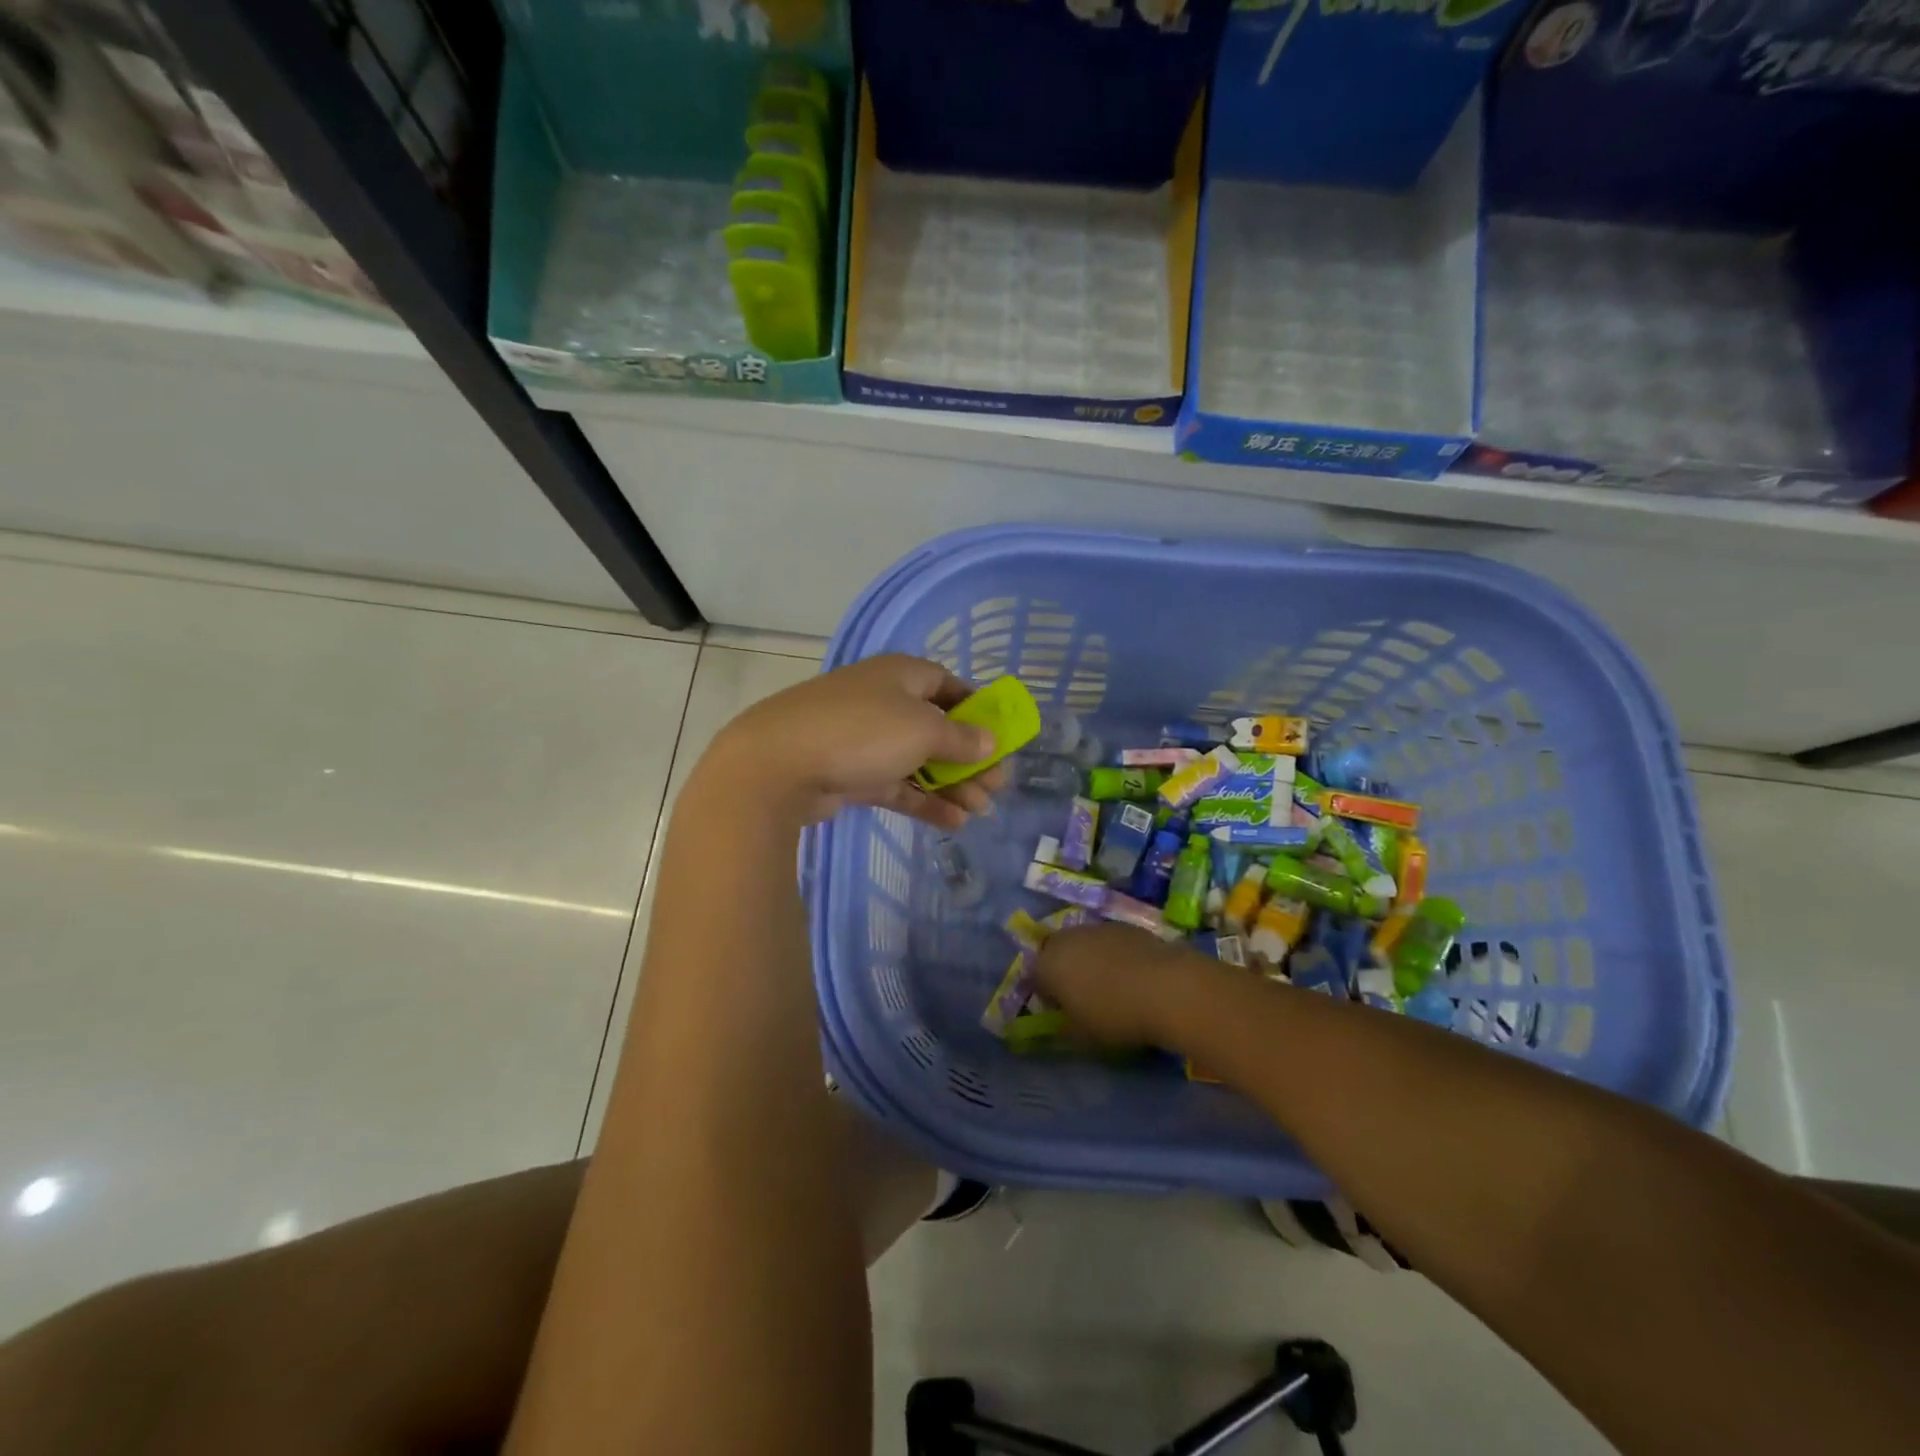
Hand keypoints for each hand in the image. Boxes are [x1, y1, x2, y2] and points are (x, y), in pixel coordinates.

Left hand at [702, 654, 1009, 829]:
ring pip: (918, 761)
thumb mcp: (922, 730)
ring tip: (981, 811)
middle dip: (969, 758)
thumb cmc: (861, 732)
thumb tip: (989, 741)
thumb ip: (961, 737)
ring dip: (951, 785)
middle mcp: (883, 701)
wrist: (777, 765)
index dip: (977, 710)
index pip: (948, 685)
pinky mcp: (850, 774)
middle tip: (997, 787)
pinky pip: (896, 785)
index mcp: (901, 675)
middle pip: (937, 728)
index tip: (1000, 737)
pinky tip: (953, 822)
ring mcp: (864, 739)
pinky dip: (924, 801)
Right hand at [1033, 923, 1195, 1048]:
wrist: (1166, 987)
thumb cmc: (1114, 1015)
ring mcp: (1098, 928)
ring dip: (1091, 960)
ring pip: (1085, 944)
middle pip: (1057, 952)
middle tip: (1083, 996)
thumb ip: (1065, 1029)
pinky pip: (1111, 942)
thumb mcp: (1083, 1037)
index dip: (1046, 995)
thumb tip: (1063, 1025)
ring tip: (1112, 986)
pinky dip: (1116, 956)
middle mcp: (1068, 938)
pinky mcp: (1127, 926)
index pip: (1035, 976)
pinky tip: (1134, 977)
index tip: (1062, 1012)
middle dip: (1065, 971)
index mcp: (1048, 963)